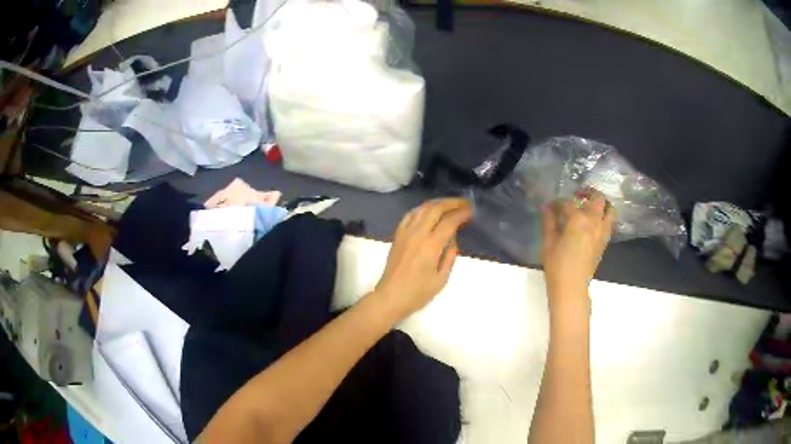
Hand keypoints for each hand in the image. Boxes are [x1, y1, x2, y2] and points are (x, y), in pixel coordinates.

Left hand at [373, 199, 472, 320]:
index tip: (472, 211)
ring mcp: (405, 232)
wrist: (390, 297)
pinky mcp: (397, 235)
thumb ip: (450, 255)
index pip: (449, 222)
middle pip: (436, 209)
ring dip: (438, 203)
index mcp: (431, 245)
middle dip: (452, 203)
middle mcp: (417, 234)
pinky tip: (429, 211)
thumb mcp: (441, 278)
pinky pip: (410, 215)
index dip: (462, 214)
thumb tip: (452, 238)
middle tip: (465, 203)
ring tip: (450, 204)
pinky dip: (422, 209)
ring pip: (422, 208)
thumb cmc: (418, 293)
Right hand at [541, 188, 614, 302]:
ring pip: (609, 209)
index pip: (567, 203)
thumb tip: (547, 208)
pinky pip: (610, 222)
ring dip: (601, 203)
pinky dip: (604, 216)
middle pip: (597, 198)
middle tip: (578, 195)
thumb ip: (549, 222)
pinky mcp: (605, 241)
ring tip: (591, 206)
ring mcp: (602, 231)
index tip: (551, 206)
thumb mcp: (548, 243)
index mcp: (577, 220)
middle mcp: (593, 222)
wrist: (572, 288)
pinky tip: (594, 222)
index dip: (557, 202)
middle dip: (588, 192)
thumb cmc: (557, 266)